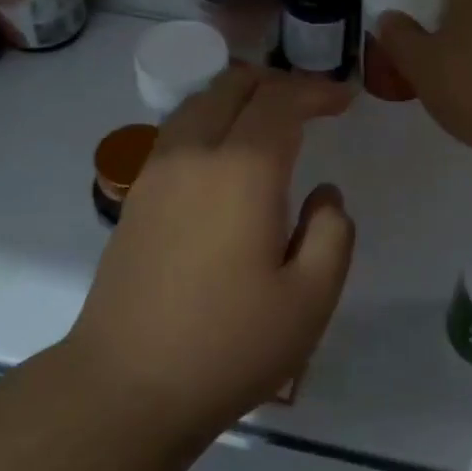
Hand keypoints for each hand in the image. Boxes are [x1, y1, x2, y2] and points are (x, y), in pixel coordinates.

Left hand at [65, 65, 355, 436]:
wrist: (126, 387)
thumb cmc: (229, 346)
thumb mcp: (311, 299)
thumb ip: (332, 232)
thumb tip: (323, 194)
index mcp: (242, 171)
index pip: (281, 101)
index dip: (317, 91)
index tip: (345, 99)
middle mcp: (194, 154)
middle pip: (233, 85)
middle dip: (278, 83)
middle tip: (311, 105)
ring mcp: (156, 173)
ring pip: (199, 102)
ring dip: (239, 98)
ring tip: (270, 123)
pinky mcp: (136, 197)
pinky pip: (178, 132)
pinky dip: (211, 120)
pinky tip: (227, 158)